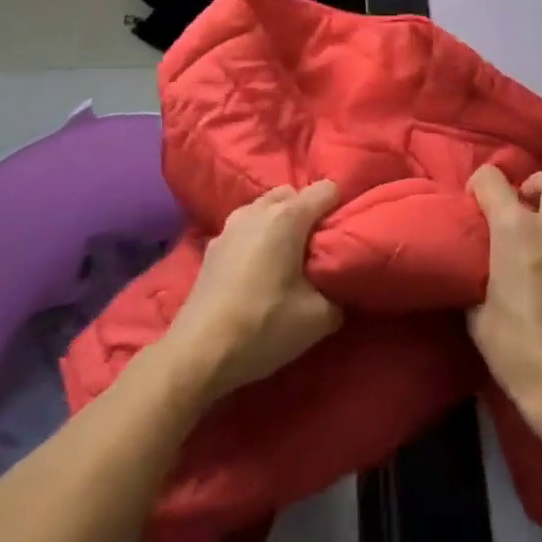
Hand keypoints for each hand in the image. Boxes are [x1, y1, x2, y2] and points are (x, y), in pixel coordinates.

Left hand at [163, 180, 343, 403]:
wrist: (198, 352)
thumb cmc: (263, 326)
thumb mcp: (318, 318)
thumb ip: (339, 292)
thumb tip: (340, 283)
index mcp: (288, 217)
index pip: (327, 189)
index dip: (340, 208)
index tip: (343, 234)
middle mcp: (258, 209)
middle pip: (293, 194)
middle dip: (308, 213)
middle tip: (316, 249)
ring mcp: (231, 224)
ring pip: (265, 207)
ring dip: (279, 222)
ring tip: (286, 258)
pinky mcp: (212, 244)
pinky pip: (245, 226)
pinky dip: (257, 237)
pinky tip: (256, 270)